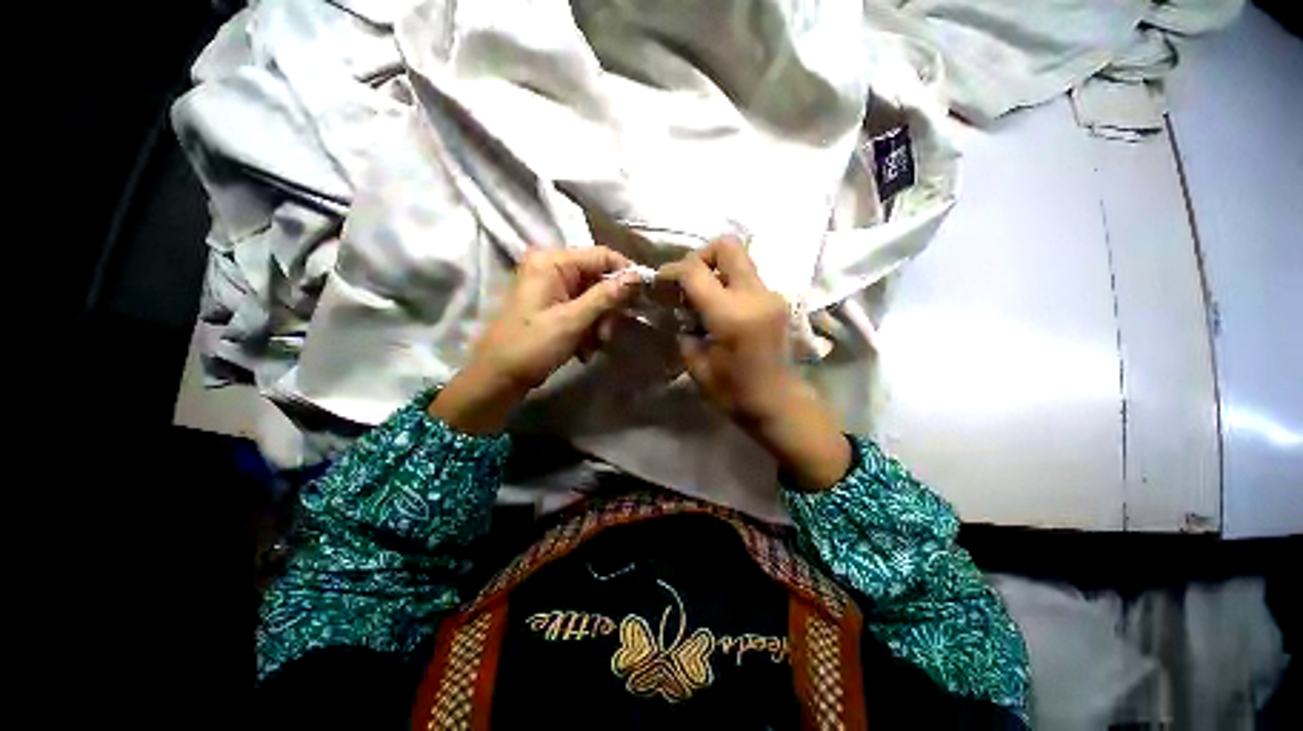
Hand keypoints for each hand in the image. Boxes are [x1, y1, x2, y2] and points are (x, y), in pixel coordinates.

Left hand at [430, 247, 637, 433]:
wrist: (499, 377)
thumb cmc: (532, 346)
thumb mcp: (573, 321)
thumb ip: (606, 296)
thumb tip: (637, 276)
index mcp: (552, 261)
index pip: (601, 255)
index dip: (625, 274)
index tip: (642, 297)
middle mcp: (552, 267)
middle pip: (598, 279)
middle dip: (607, 310)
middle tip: (606, 335)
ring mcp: (552, 287)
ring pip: (594, 298)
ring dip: (599, 324)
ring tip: (591, 347)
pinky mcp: (553, 305)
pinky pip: (582, 310)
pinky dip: (588, 329)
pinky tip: (583, 349)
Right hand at [660, 238, 851, 489]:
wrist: (779, 403)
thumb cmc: (734, 392)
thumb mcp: (697, 364)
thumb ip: (685, 330)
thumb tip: (682, 311)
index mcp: (731, 314)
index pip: (695, 271)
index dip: (672, 271)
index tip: (660, 283)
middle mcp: (754, 295)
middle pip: (727, 246)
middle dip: (700, 256)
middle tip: (687, 282)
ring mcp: (771, 295)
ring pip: (740, 259)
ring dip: (716, 270)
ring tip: (702, 297)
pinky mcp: (777, 301)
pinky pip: (748, 277)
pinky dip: (729, 283)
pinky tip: (720, 308)